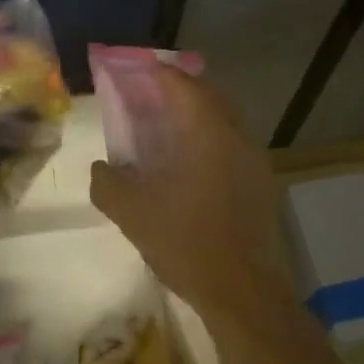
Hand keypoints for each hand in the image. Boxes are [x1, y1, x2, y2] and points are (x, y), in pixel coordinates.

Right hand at [89, 66, 293, 324]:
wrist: (244, 293)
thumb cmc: (186, 242)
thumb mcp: (131, 212)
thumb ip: (107, 182)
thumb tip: (102, 167)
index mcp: (206, 130)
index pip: (179, 82)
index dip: (153, 72)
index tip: (130, 70)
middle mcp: (235, 134)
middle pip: (205, 94)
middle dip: (175, 89)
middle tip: (144, 98)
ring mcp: (254, 158)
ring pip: (221, 119)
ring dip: (193, 116)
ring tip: (163, 130)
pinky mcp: (261, 183)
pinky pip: (231, 144)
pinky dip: (207, 140)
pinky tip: (188, 167)